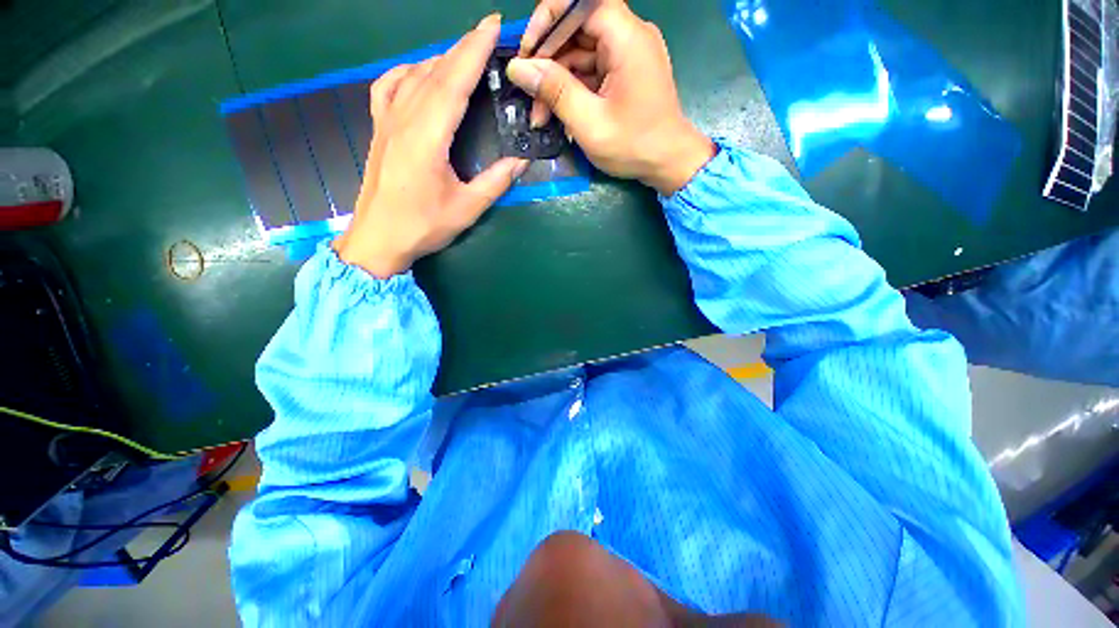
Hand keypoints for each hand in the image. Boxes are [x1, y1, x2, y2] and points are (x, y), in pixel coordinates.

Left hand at [334, 15, 528, 278]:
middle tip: (487, 33)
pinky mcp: (378, 129)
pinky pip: (388, 87)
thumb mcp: (467, 208)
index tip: (492, 24)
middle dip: (462, 47)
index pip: (454, 82)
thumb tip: (520, 161)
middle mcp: (404, 119)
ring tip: (463, 54)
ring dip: (440, 58)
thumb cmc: (423, 226)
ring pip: (413, 75)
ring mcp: (386, 121)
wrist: (378, 239)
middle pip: (435, 71)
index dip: (474, 50)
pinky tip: (417, 72)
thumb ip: (495, 181)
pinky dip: (405, 72)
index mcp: (427, 136)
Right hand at [509, 0, 714, 195]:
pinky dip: (573, 90)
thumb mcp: (589, 123)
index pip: (579, 3)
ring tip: (541, 116)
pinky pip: (591, 70)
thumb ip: (554, 92)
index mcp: (626, 37)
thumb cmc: (634, 146)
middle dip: (548, 62)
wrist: (669, 163)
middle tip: (529, 97)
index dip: (546, 21)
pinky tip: (560, 114)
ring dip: (557, 82)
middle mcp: (629, 36)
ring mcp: (628, 54)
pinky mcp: (625, 72)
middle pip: (577, 30)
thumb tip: (518, 68)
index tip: (527, 55)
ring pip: (580, 54)